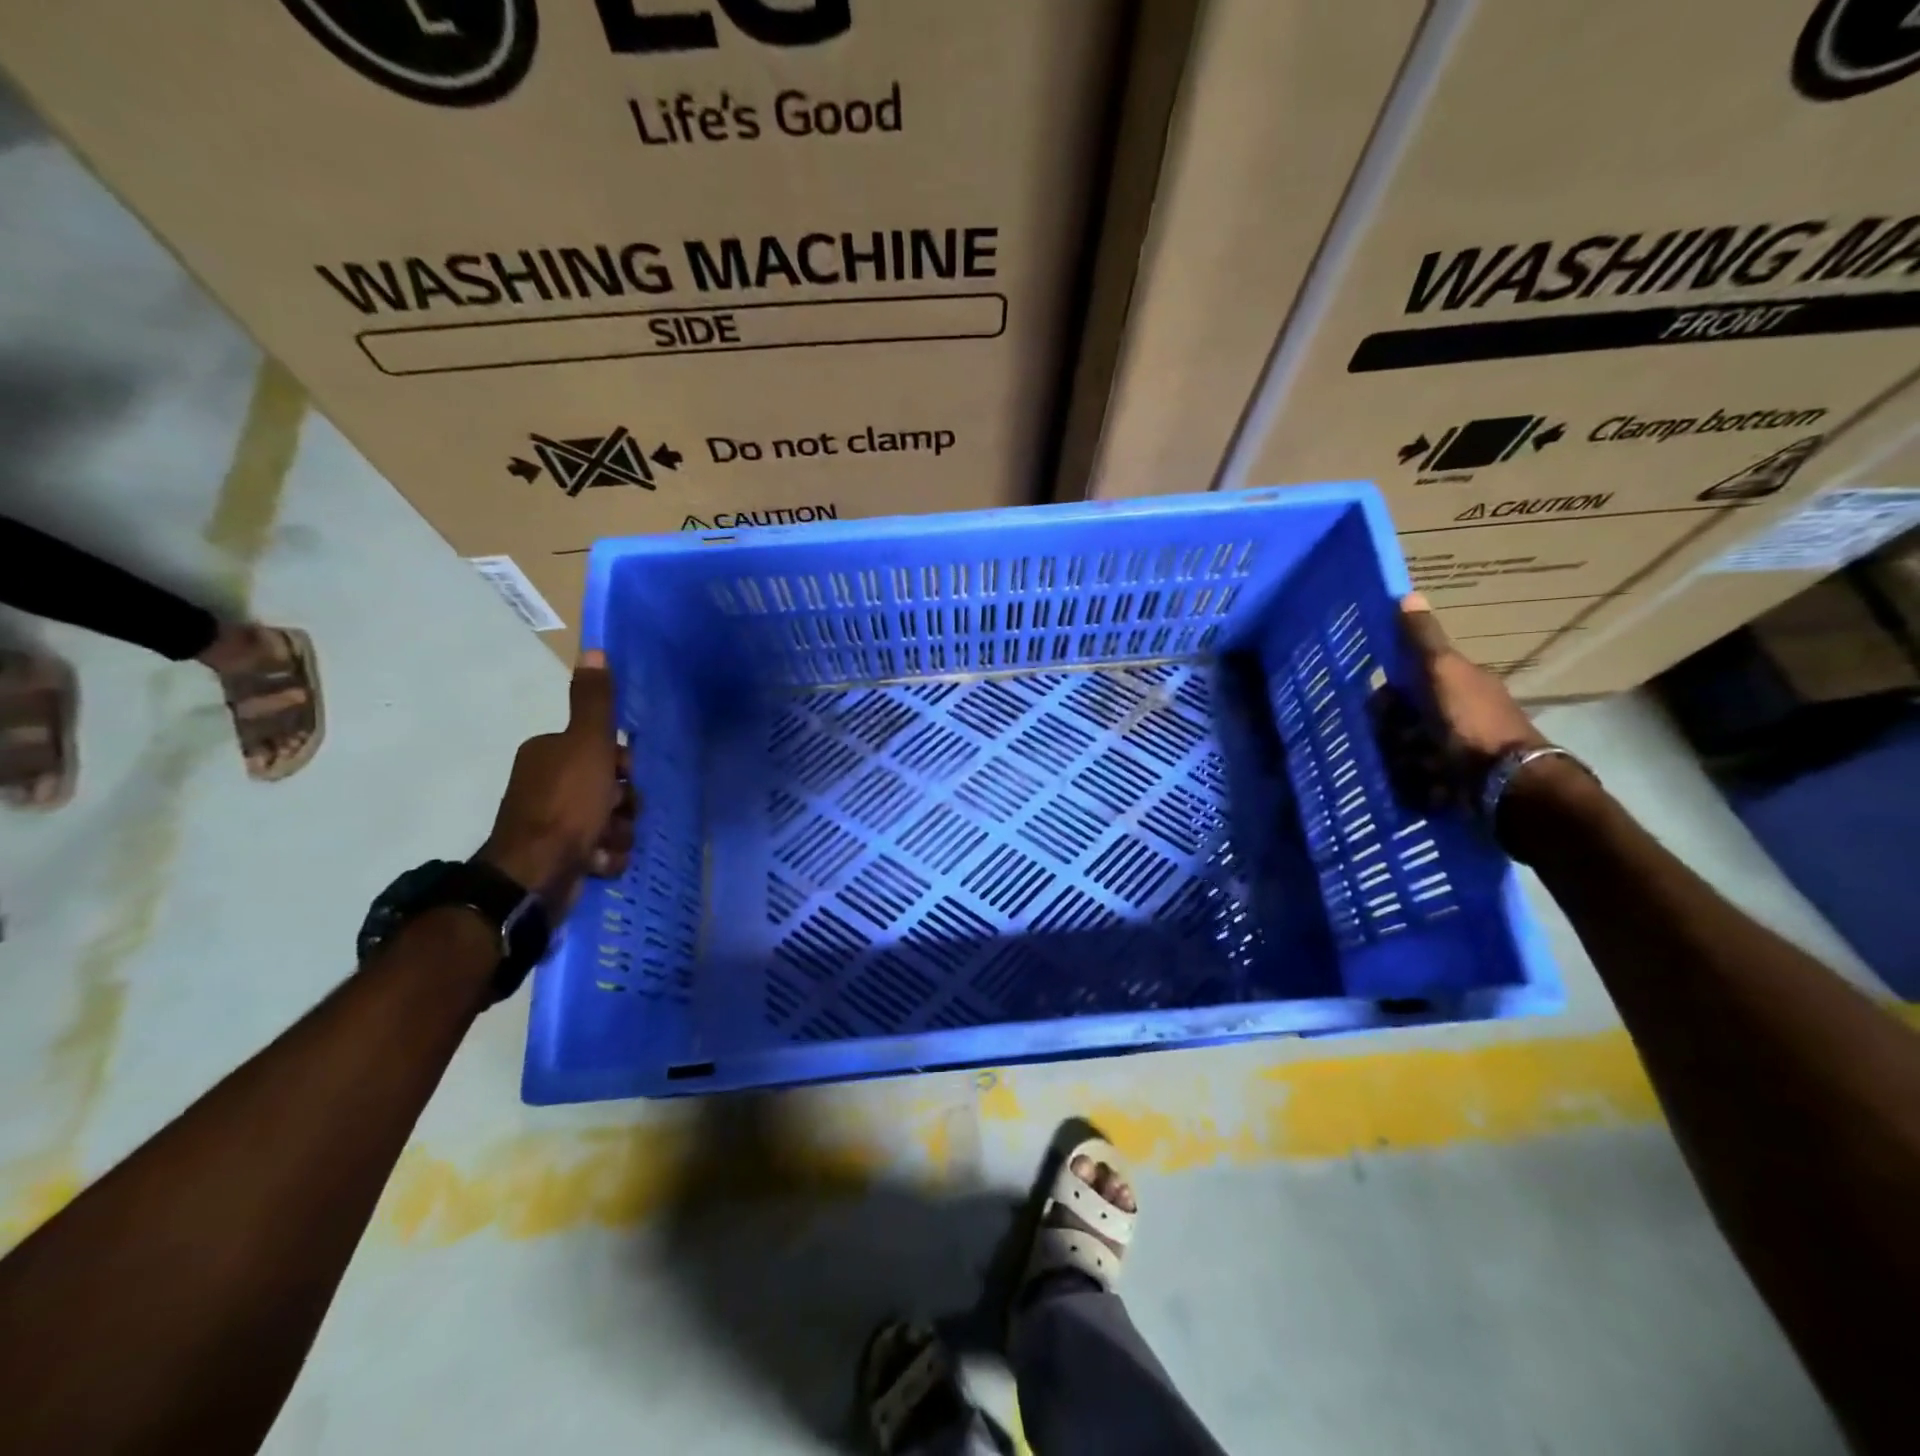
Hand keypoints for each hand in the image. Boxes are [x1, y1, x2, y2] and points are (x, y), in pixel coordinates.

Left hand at [479, 650, 637, 909]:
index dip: (623, 764)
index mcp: (550, 754)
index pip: (603, 750)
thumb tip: (593, 649)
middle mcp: (549, 785)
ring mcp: (554, 824)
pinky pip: (602, 850)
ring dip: (619, 832)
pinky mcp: (562, 857)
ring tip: (605, 843)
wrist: (536, 874)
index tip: (624, 775)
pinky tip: (599, 862)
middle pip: (611, 787)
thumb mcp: (587, 745)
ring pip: (612, 820)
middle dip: (623, 804)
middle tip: (617, 813)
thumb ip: (594, 702)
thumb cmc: (566, 804)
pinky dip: (606, 856)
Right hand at [1372, 593, 1544, 812]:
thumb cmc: (1472, 723)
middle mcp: (1457, 713)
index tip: (1377, 708)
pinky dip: (1413, 783)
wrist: (1507, 784)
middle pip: (1401, 719)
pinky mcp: (1453, 783)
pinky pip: (1416, 780)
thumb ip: (1422, 641)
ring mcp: (1456, 749)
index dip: (1388, 693)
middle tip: (1393, 742)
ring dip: (1400, 759)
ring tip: (1408, 768)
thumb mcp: (1443, 672)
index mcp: (1458, 683)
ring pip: (1405, 749)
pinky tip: (1417, 786)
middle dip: (1391, 732)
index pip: (1406, 681)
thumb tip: (1408, 595)